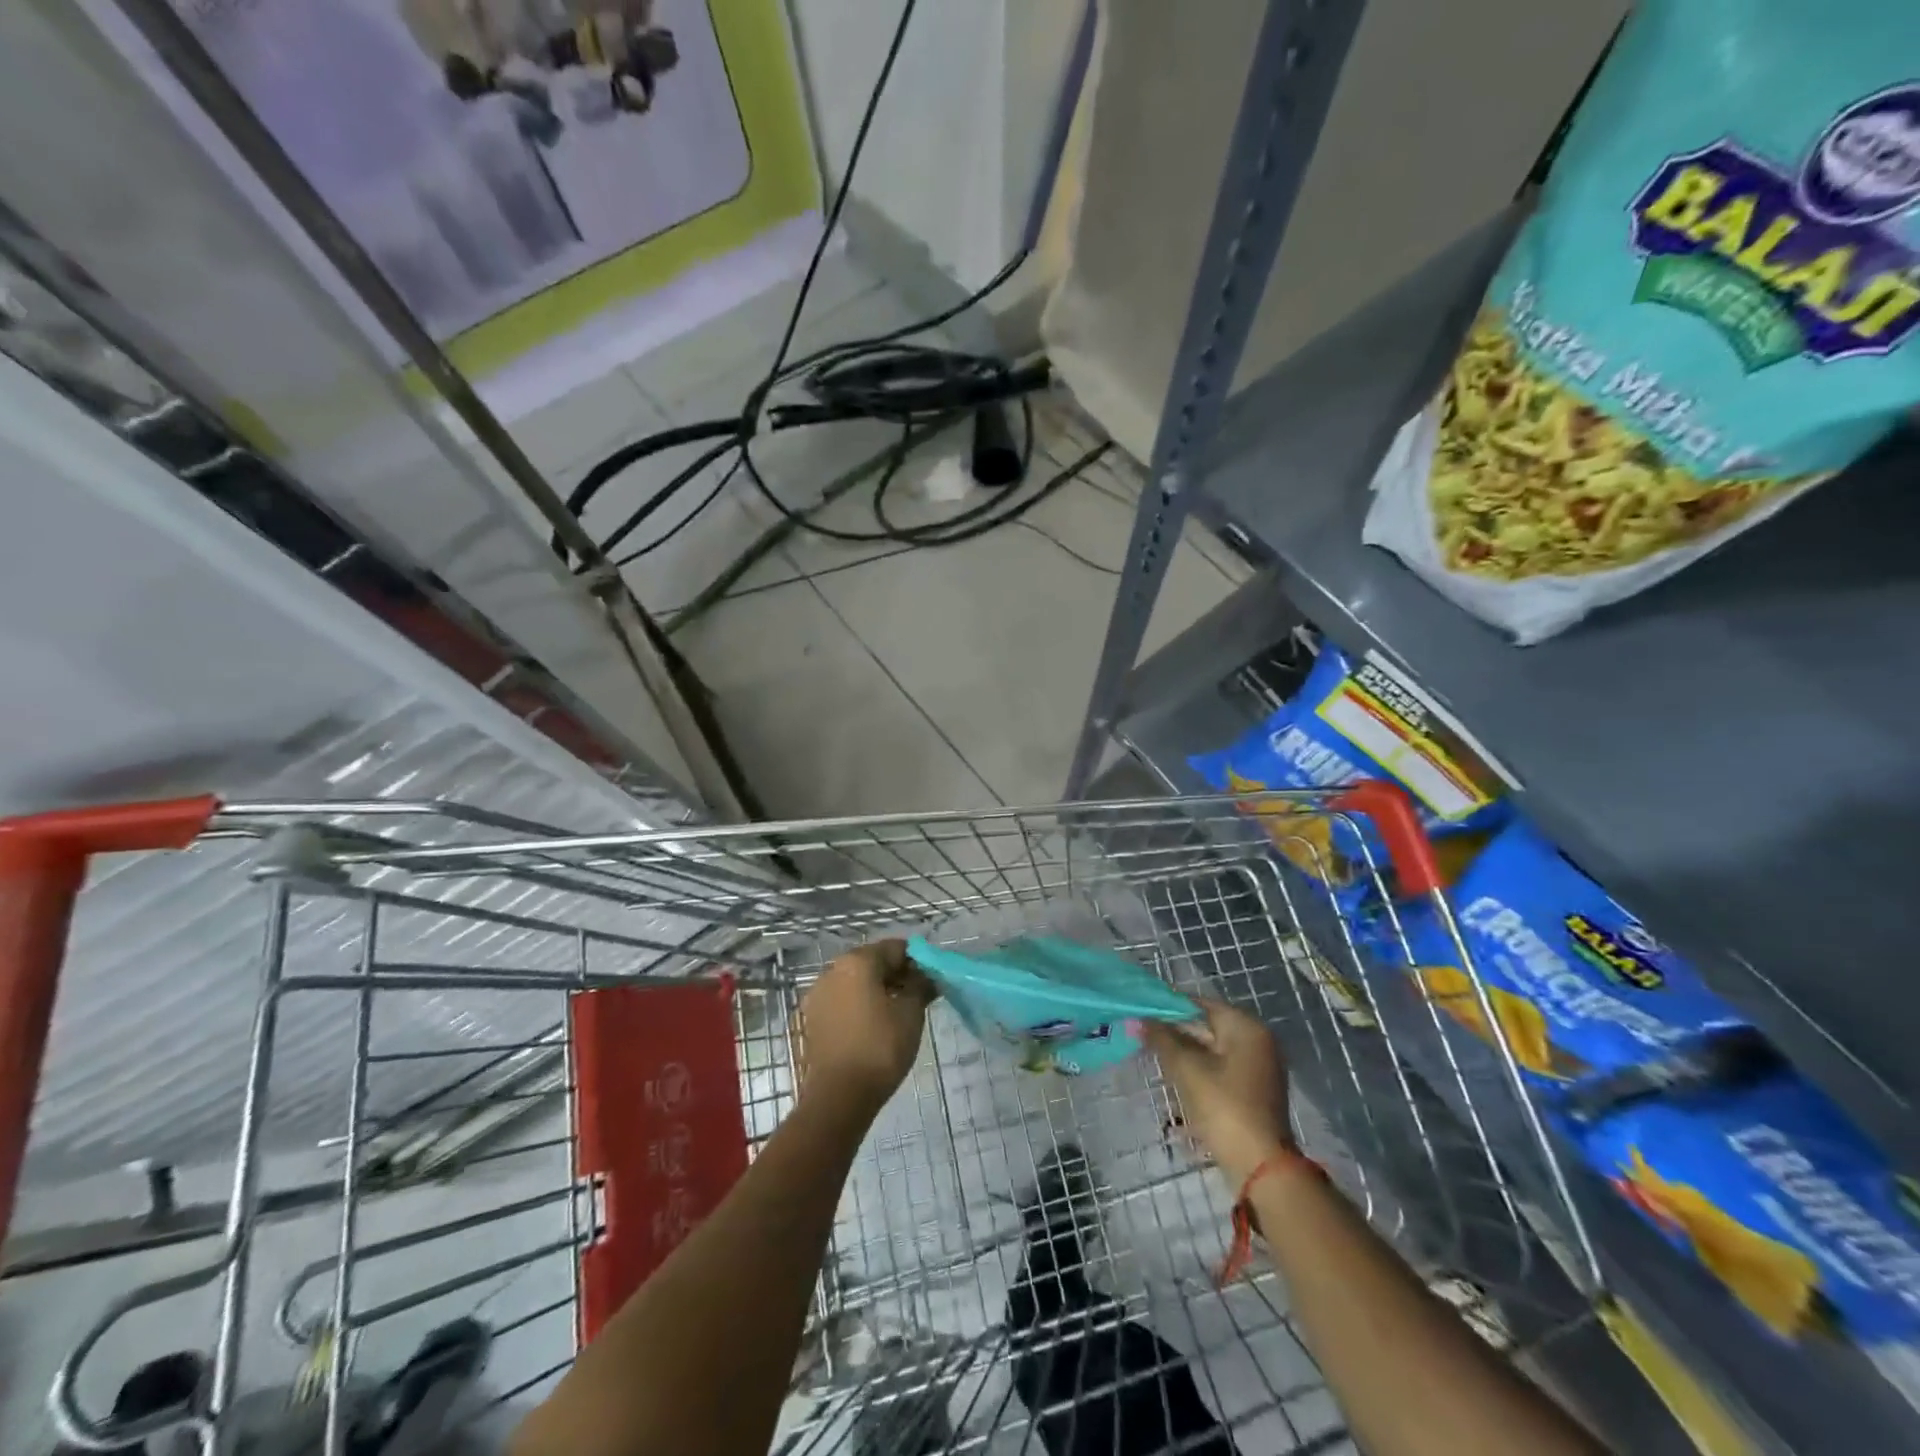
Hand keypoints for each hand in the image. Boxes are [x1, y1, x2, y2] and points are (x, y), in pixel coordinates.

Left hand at [797, 940, 933, 1114]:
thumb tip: (927, 975)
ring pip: (855, 981)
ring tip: (896, 1014)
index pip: (895, 948)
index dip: (917, 962)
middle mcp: (832, 969)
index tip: (930, 982)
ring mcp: (818, 994)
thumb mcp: (911, 1014)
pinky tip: (873, 1026)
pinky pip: (842, 1000)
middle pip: (872, 961)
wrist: (838, 1097)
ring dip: (876, 990)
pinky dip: (859, 1004)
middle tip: (916, 998)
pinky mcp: (812, 1017)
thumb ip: (920, 986)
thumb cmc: (880, 1048)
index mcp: (857, 961)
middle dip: (896, 975)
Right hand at [1141, 999, 1292, 1185]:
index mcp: (1247, 1028)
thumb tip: (1139, 1019)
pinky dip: (1198, 1069)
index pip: (1200, 1004)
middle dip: (1174, 1031)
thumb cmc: (1223, 1107)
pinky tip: (1174, 1077)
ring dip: (1183, 1052)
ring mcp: (1258, 1068)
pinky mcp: (1253, 1092)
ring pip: (1212, 1049)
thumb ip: (1162, 1039)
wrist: (1260, 1167)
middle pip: (1208, 1026)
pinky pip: (1220, 1069)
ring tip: (1152, 1054)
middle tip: (1142, 1034)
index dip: (1168, 1007)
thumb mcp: (1187, 1069)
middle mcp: (1257, 1041)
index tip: (1141, 1012)